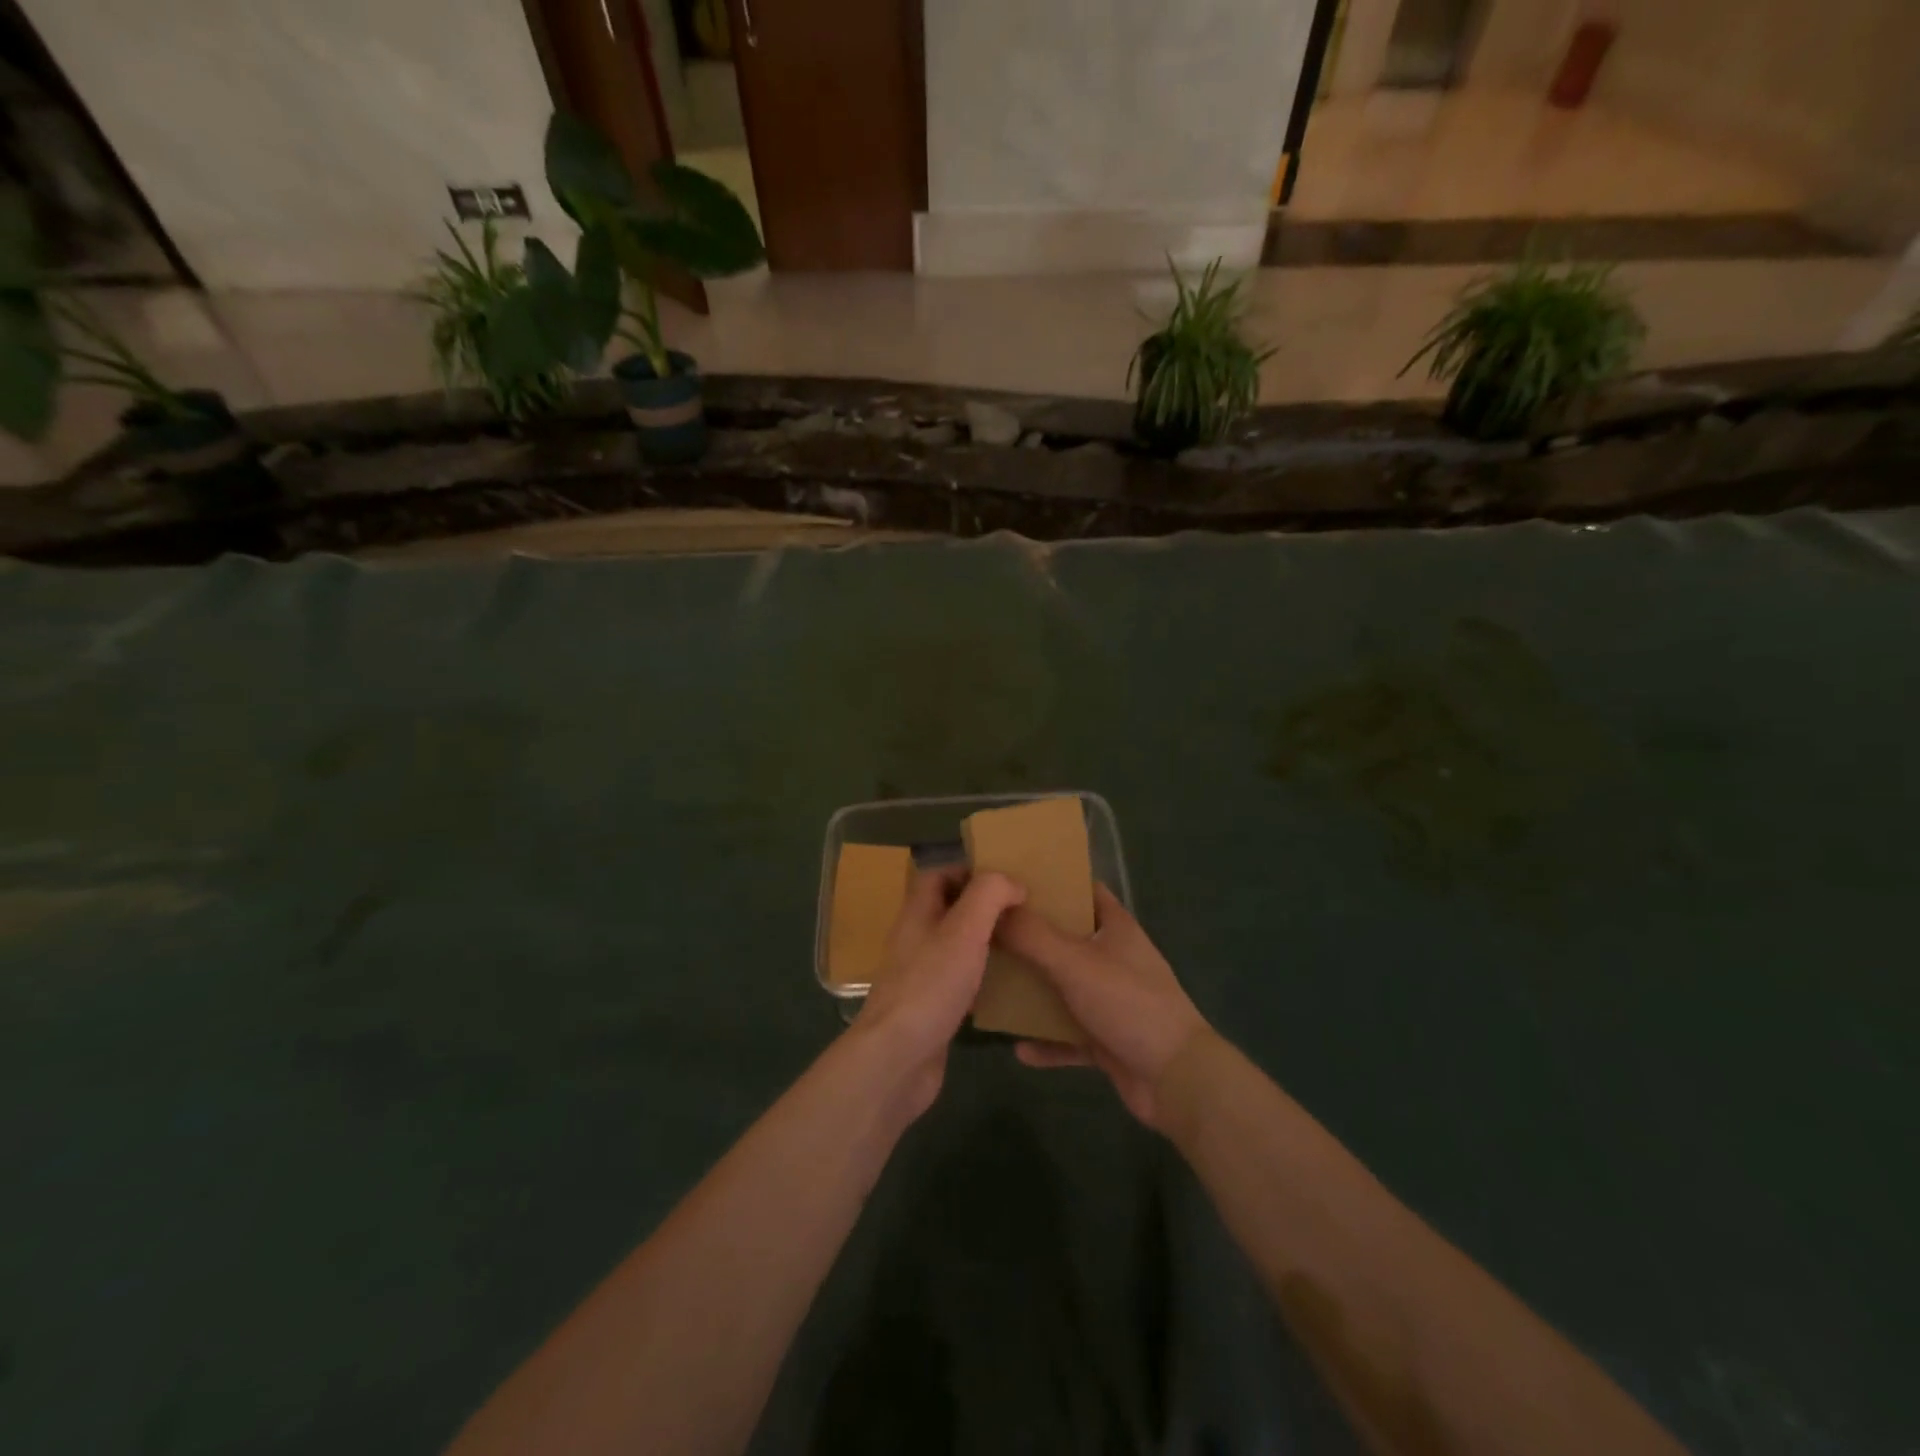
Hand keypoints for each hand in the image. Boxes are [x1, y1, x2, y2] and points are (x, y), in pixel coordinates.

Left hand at [857, 867, 1025, 1117]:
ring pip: (955, 945)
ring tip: (1023, 943)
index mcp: (917, 913)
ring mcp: (921, 975)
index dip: (969, 870)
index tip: (1006, 879)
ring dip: (984, 941)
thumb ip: (989, 896)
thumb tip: (1012, 882)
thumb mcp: (964, 929)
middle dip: (983, 906)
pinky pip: (959, 981)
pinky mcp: (931, 1008)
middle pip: (948, 909)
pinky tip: (1008, 986)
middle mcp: (915, 939)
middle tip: (1022, 911)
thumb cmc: (931, 985)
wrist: (898, 1058)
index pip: (937, 874)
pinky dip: (981, 977)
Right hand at [996, 885, 1209, 1129]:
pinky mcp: (1109, 1039)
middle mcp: (1113, 957)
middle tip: (986, 933)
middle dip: (1029, 937)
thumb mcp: (1075, 963)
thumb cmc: (1129, 1004)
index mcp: (1115, 927)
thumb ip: (1032, 936)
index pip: (1081, 890)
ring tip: (993, 987)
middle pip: (1065, 938)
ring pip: (1064, 987)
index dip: (1050, 882)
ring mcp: (1112, 1000)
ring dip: (1034, 990)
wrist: (1177, 1079)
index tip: (1009, 881)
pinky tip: (1019, 1050)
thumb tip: (994, 909)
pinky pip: (1069, 1035)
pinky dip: (1047, 1041)